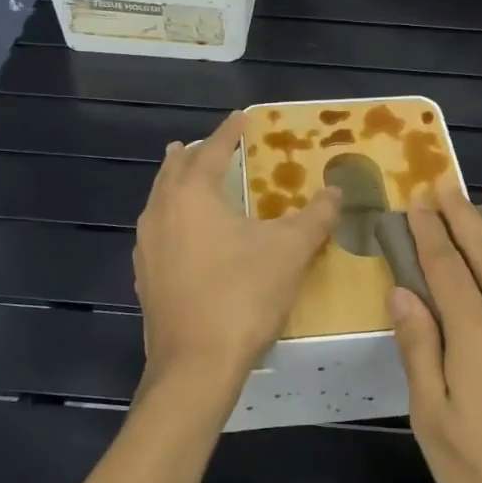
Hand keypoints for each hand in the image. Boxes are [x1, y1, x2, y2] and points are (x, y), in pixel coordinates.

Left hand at [133, 111, 340, 409]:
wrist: (195, 366)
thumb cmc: (243, 296)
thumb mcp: (290, 251)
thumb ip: (315, 216)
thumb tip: (336, 190)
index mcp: (192, 195)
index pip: (211, 151)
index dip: (229, 132)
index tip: (241, 117)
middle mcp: (161, 213)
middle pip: (174, 171)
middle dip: (193, 154)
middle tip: (210, 145)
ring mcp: (147, 248)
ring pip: (160, 201)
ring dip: (177, 184)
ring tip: (190, 179)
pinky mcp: (145, 278)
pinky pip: (158, 232)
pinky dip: (173, 218)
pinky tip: (186, 236)